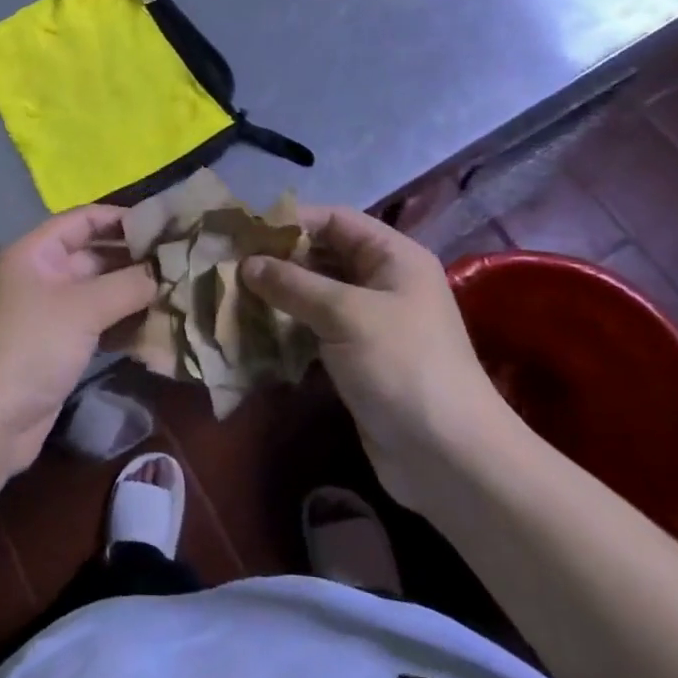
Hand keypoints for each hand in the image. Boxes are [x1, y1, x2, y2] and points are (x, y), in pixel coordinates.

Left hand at [0, 206, 157, 482]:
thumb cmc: (29, 347)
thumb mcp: (82, 307)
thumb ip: (128, 284)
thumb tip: (167, 270)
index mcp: (34, 253)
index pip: (83, 220)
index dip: (122, 218)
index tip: (167, 225)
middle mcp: (40, 277)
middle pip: (93, 257)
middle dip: (135, 260)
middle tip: (183, 263)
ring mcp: (47, 315)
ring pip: (98, 295)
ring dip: (134, 295)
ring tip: (180, 293)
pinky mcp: (56, 350)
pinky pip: (96, 326)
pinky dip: (123, 325)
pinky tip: (157, 328)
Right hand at [242, 208, 516, 508]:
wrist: (448, 457)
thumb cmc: (401, 365)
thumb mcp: (345, 314)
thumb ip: (293, 283)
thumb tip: (247, 263)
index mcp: (393, 256)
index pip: (334, 219)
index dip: (290, 221)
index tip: (243, 231)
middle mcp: (383, 281)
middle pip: (323, 254)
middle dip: (278, 259)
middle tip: (229, 265)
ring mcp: (371, 321)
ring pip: (315, 293)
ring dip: (278, 294)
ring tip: (232, 294)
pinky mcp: (357, 357)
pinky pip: (315, 328)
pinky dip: (287, 326)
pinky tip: (253, 329)